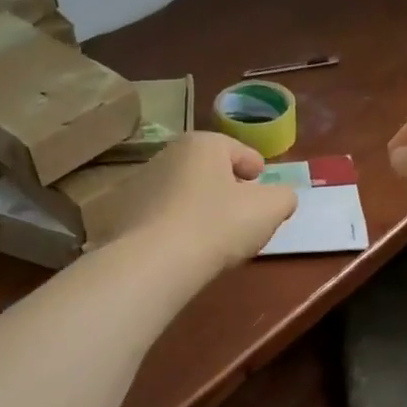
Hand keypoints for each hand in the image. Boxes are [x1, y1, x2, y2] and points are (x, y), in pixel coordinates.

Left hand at [101, 131, 296, 273]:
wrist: (156, 262)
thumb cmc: (219, 225)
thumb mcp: (270, 210)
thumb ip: (284, 197)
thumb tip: (281, 197)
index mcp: (203, 144)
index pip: (238, 150)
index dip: (255, 168)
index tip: (260, 186)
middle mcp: (168, 154)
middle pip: (208, 169)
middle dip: (225, 187)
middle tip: (241, 213)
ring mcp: (139, 183)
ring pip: (182, 191)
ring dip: (197, 205)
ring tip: (211, 235)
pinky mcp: (122, 213)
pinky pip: (160, 214)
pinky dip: (173, 224)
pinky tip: (183, 247)